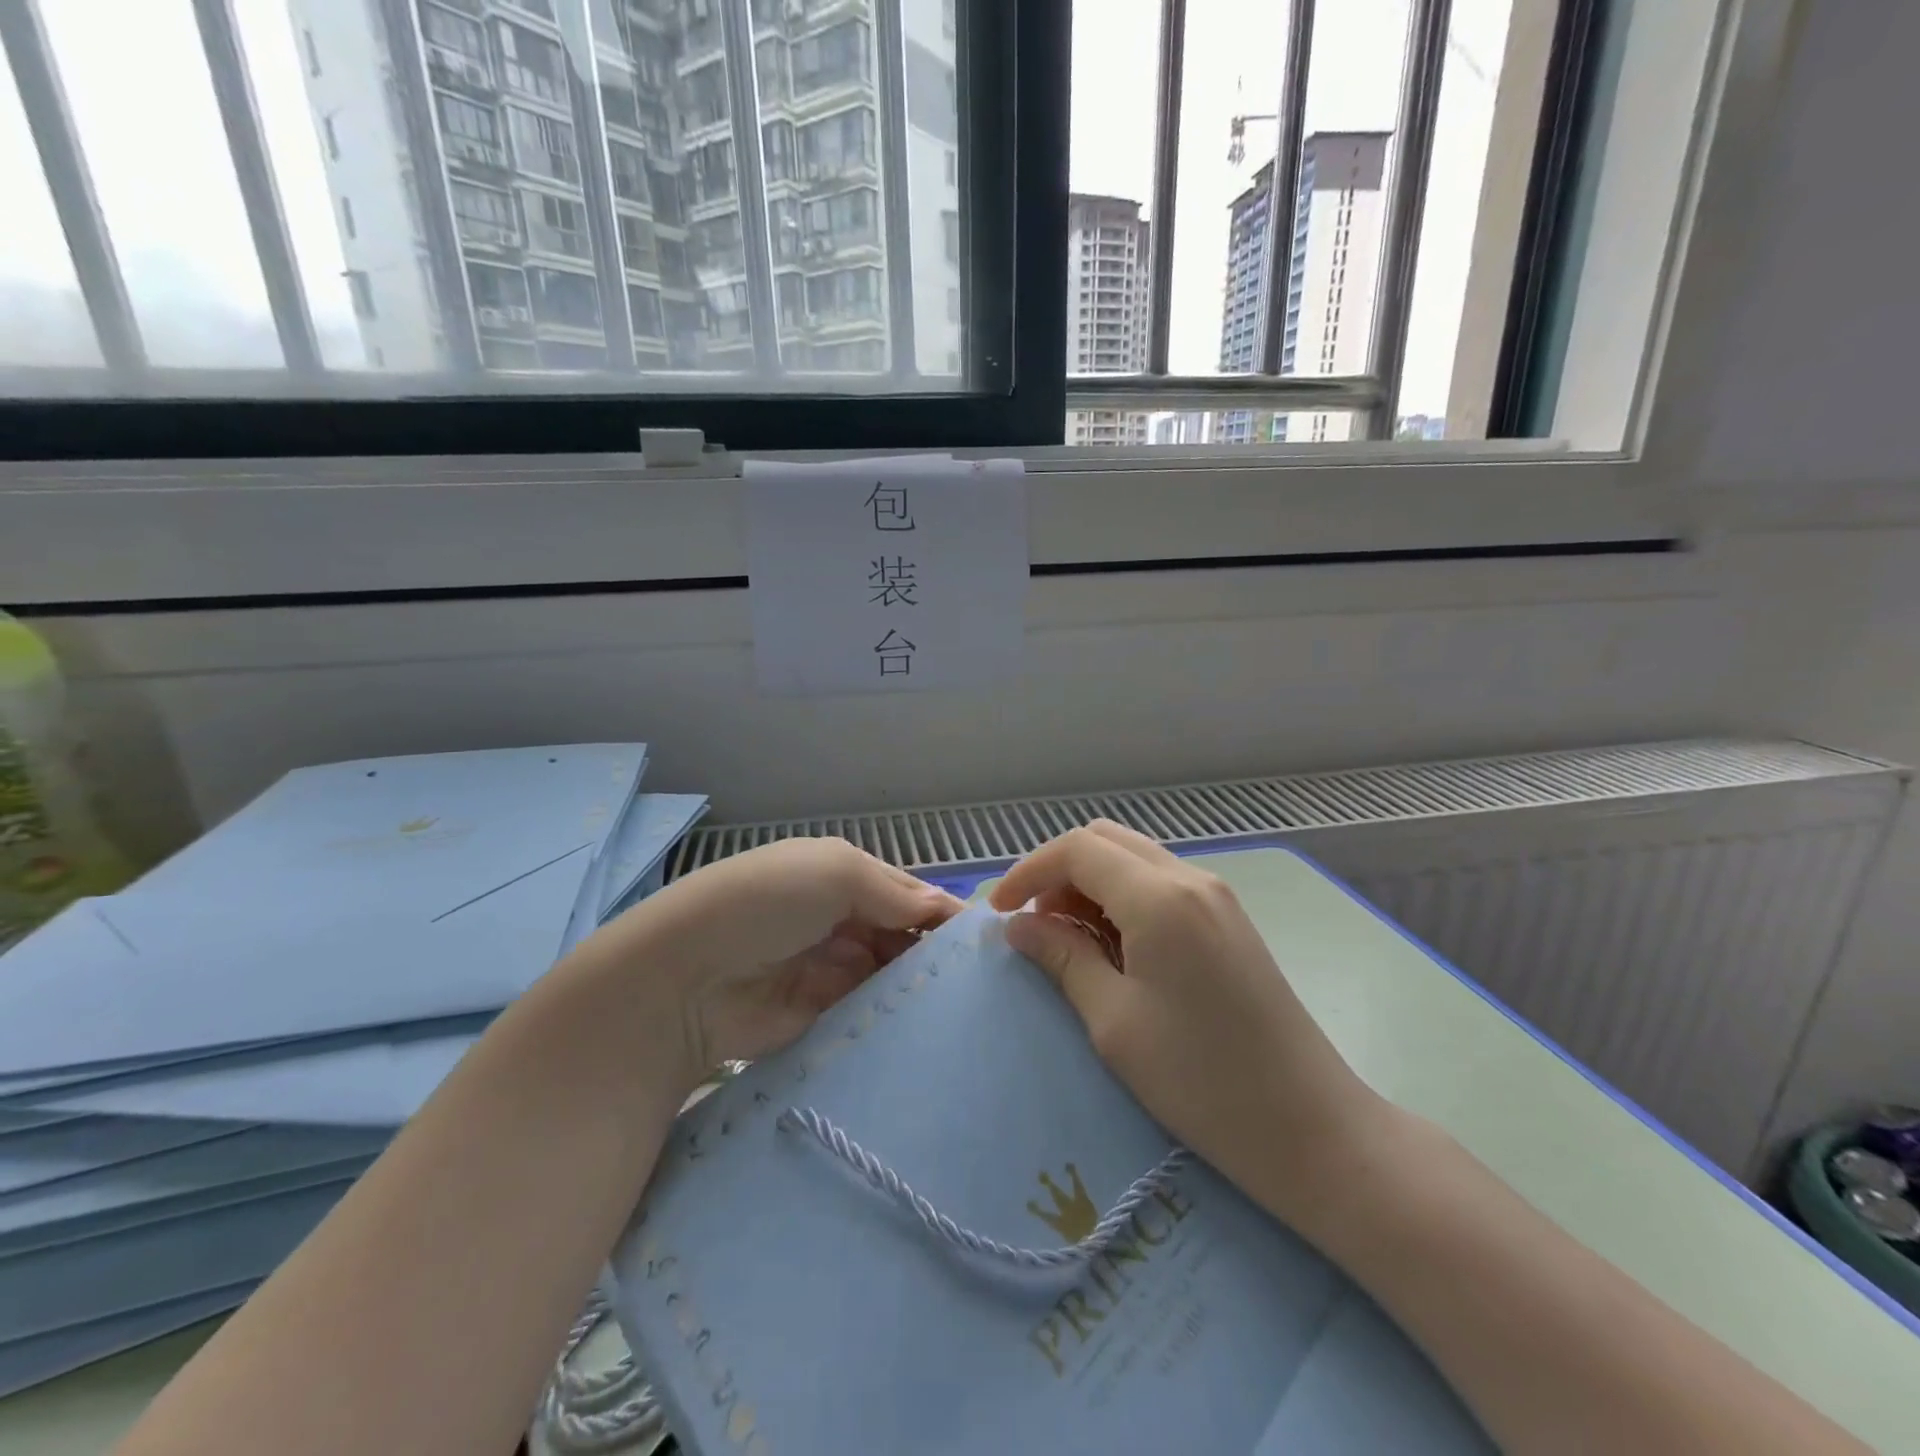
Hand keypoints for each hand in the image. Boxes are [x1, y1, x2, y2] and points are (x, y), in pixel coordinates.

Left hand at [588, 838, 961, 1098]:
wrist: (685, 978)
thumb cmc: (766, 903)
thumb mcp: (835, 872)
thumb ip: (895, 893)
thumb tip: (945, 910)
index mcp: (843, 877)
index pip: (908, 894)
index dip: (942, 914)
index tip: (985, 943)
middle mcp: (842, 921)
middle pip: (904, 937)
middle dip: (935, 954)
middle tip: (987, 982)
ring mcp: (831, 971)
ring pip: (892, 978)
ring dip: (920, 989)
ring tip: (972, 1009)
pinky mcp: (822, 1018)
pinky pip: (870, 1015)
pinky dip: (897, 1019)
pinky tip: (936, 1032)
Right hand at [990, 822, 1387, 1226]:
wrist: (1311, 1128)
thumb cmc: (1202, 1081)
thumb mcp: (1114, 1021)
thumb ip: (1062, 957)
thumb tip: (1017, 927)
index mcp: (1160, 898)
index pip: (1077, 849)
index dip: (1028, 871)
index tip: (998, 914)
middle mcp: (1190, 879)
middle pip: (1105, 840)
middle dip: (1057, 871)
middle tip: (1033, 925)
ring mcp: (1216, 897)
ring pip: (1133, 859)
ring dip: (1090, 884)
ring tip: (1067, 940)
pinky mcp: (1228, 920)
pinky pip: (1160, 885)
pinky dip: (1122, 898)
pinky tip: (1113, 946)